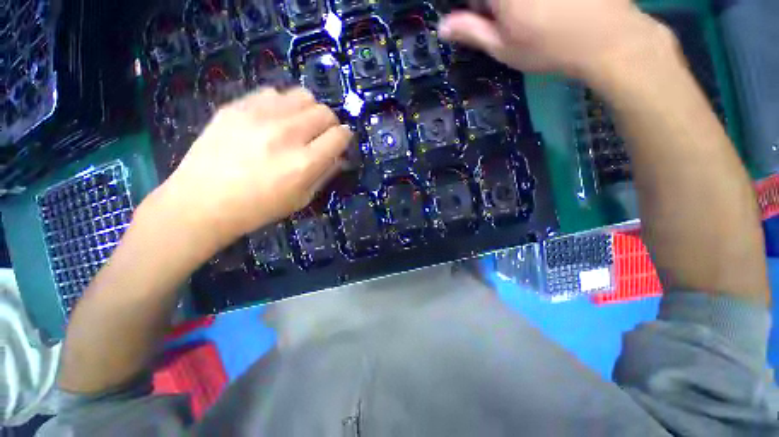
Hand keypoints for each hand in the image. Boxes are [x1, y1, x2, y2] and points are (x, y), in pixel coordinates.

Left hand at [158, 87, 350, 247]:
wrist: (202, 202)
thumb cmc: (259, 208)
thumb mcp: (302, 199)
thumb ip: (325, 174)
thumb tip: (340, 156)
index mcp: (304, 163)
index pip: (340, 135)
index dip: (345, 137)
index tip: (341, 142)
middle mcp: (287, 134)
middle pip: (325, 111)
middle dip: (330, 123)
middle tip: (321, 135)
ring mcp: (260, 116)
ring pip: (303, 95)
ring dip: (308, 110)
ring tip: (299, 124)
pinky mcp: (237, 106)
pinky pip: (273, 93)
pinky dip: (282, 105)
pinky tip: (273, 120)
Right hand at [438, 0, 672, 80]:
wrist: (605, 38)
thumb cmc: (547, 47)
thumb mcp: (502, 47)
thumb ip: (470, 32)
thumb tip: (442, 27)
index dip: (471, 9)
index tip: (479, 19)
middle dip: (488, 6)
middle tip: (501, 17)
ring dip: (508, 7)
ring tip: (526, 15)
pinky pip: (529, 0)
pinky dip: (526, 6)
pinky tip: (540, 11)